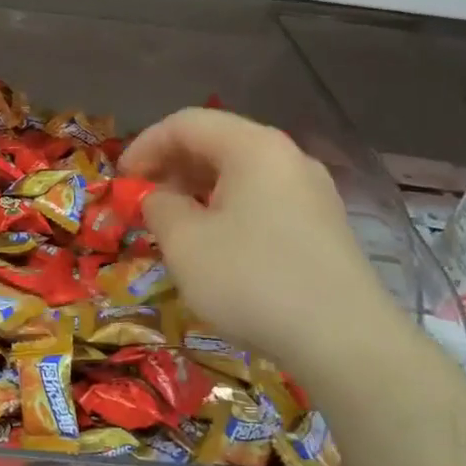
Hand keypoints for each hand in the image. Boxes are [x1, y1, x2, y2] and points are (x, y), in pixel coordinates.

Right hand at [121, 107, 394, 374]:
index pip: (186, 123)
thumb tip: (158, 197)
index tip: (120, 181)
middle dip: (171, 167)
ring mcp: (311, 191)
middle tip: (143, 202)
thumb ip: (159, 206)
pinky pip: (263, 200)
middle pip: (217, 143)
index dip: (145, 146)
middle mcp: (287, 157)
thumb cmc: (252, 280)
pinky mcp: (323, 226)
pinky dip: (227, 210)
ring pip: (240, 174)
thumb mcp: (185, 242)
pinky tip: (216, 246)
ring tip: (174, 225)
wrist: (345, 342)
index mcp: (253, 147)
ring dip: (198, 191)